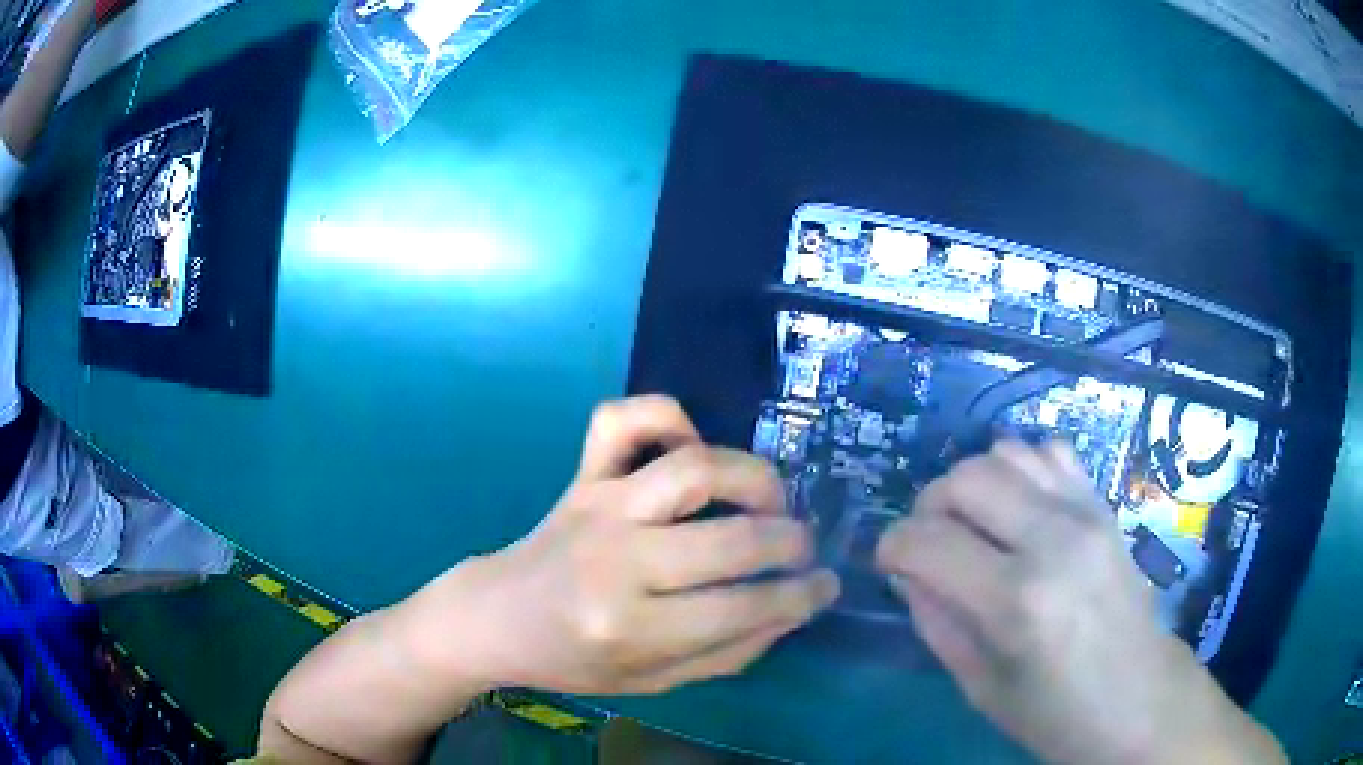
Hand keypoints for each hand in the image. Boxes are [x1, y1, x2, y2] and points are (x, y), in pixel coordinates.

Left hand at [405, 396, 838, 696]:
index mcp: (631, 627)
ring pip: (693, 470)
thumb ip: (729, 653)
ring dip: (753, 478)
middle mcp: (617, 561)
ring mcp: (599, 507)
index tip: (827, 586)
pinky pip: (621, 420)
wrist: (497, 618)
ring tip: (771, 500)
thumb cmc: (575, 659)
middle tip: (803, 549)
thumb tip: (794, 609)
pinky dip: (664, 414)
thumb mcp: (654, 681)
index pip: (742, 608)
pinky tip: (691, 442)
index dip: (800, 596)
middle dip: (790, 543)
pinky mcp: (582, 476)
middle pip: (731, 540)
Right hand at [875, 441, 1284, 764]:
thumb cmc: (1055, 714)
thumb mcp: (980, 687)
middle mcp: (1053, 539)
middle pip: (964, 479)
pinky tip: (1018, 507)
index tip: (889, 564)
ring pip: (1005, 453)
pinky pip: (1050, 451)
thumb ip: (936, 621)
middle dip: (928, 507)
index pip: (926, 541)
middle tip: (928, 544)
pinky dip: (1020, 468)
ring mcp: (1085, 513)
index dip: (891, 547)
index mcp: (1017, 600)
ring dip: (973, 484)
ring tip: (973, 525)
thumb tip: (908, 572)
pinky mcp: (1104, 505)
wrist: (1139, 699)